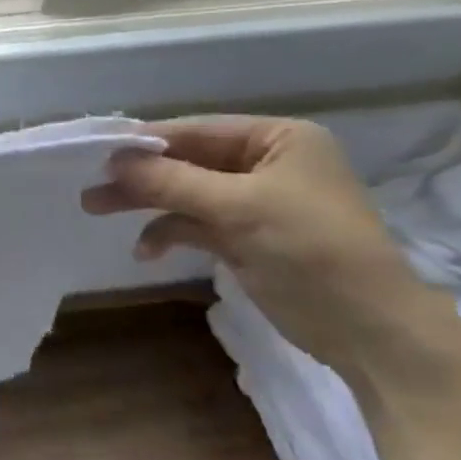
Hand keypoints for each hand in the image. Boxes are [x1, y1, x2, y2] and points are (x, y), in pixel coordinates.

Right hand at [81, 117, 449, 378]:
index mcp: (278, 139)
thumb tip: (113, 161)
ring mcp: (255, 202)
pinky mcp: (246, 237)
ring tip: (95, 209)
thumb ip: (172, 181)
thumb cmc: (311, 249)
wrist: (370, 329)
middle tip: (91, 186)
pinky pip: (196, 224)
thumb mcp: (239, 208)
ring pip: (186, 193)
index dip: (146, 141)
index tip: (98, 152)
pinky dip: (169, 232)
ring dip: (147, 202)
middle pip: (187, 162)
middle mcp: (266, 163)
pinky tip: (146, 250)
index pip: (198, 130)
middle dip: (140, 176)